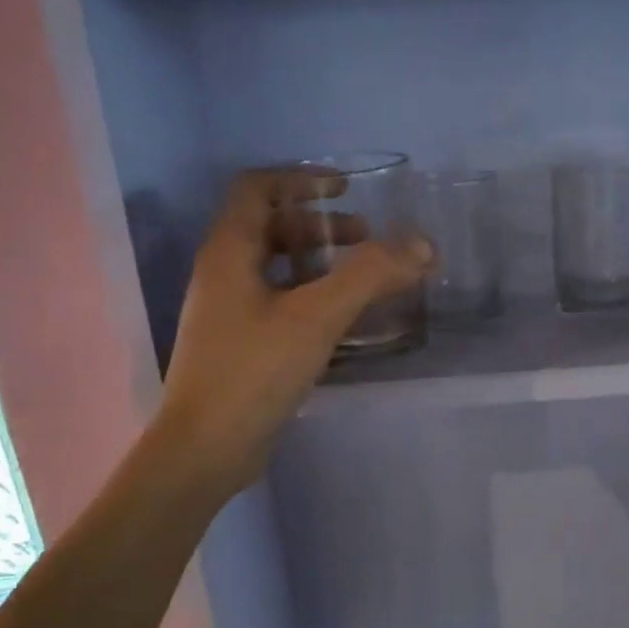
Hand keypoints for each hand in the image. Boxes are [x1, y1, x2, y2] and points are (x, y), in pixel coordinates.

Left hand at [157, 170, 430, 496]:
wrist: (206, 449)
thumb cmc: (254, 372)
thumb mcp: (316, 317)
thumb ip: (370, 276)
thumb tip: (422, 244)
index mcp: (229, 252)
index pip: (257, 188)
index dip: (301, 179)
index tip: (345, 189)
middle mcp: (222, 274)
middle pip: (269, 226)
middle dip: (319, 225)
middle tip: (366, 238)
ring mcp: (228, 312)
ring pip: (276, 267)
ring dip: (318, 262)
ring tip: (362, 277)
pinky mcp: (240, 345)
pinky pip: (278, 302)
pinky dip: (312, 295)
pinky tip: (342, 319)